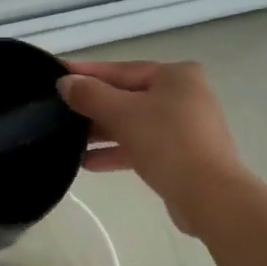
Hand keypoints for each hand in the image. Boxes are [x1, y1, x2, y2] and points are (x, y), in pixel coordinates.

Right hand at [58, 59, 248, 234]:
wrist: (209, 196)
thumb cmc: (168, 142)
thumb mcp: (123, 113)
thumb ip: (90, 95)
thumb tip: (65, 83)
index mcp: (176, 75)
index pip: (121, 70)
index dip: (87, 73)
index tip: (57, 74)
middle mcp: (184, 96)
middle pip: (128, 97)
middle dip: (93, 107)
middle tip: (58, 112)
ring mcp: (185, 127)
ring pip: (134, 124)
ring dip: (102, 132)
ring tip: (68, 141)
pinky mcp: (182, 156)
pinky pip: (142, 146)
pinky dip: (118, 152)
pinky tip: (88, 163)